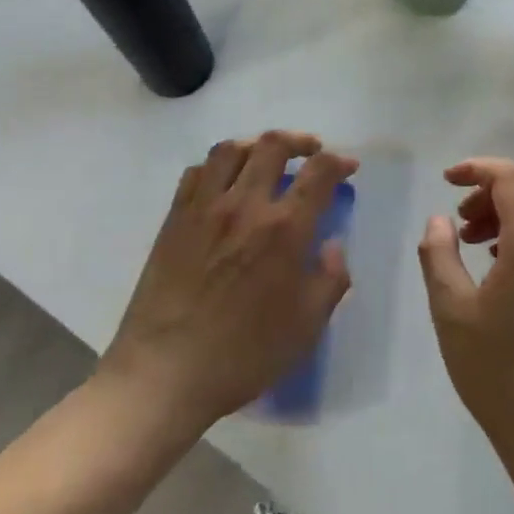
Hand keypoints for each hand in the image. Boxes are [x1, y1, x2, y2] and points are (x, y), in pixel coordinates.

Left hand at [101, 131, 356, 432]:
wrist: (166, 372)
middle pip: (273, 146)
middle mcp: (245, 205)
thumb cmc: (244, 354)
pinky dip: (217, 165)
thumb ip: (329, 280)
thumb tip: (332, 245)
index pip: (318, 173)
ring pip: (231, 149)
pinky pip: (196, 172)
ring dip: (256, 145)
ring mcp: (204, 207)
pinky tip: (224, 181)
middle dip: (300, 141)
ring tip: (267, 157)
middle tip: (311, 152)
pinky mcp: (174, 218)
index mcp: (284, 229)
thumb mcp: (306, 327)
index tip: (348, 166)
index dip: (338, 162)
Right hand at [417, 157, 513, 460]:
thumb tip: (440, 220)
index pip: (512, 178)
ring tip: (471, 245)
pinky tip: (496, 272)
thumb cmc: (495, 369)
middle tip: (461, 219)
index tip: (447, 181)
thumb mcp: (450, 310)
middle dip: (493, 190)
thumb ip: (439, 254)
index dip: (477, 168)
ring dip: (508, 214)